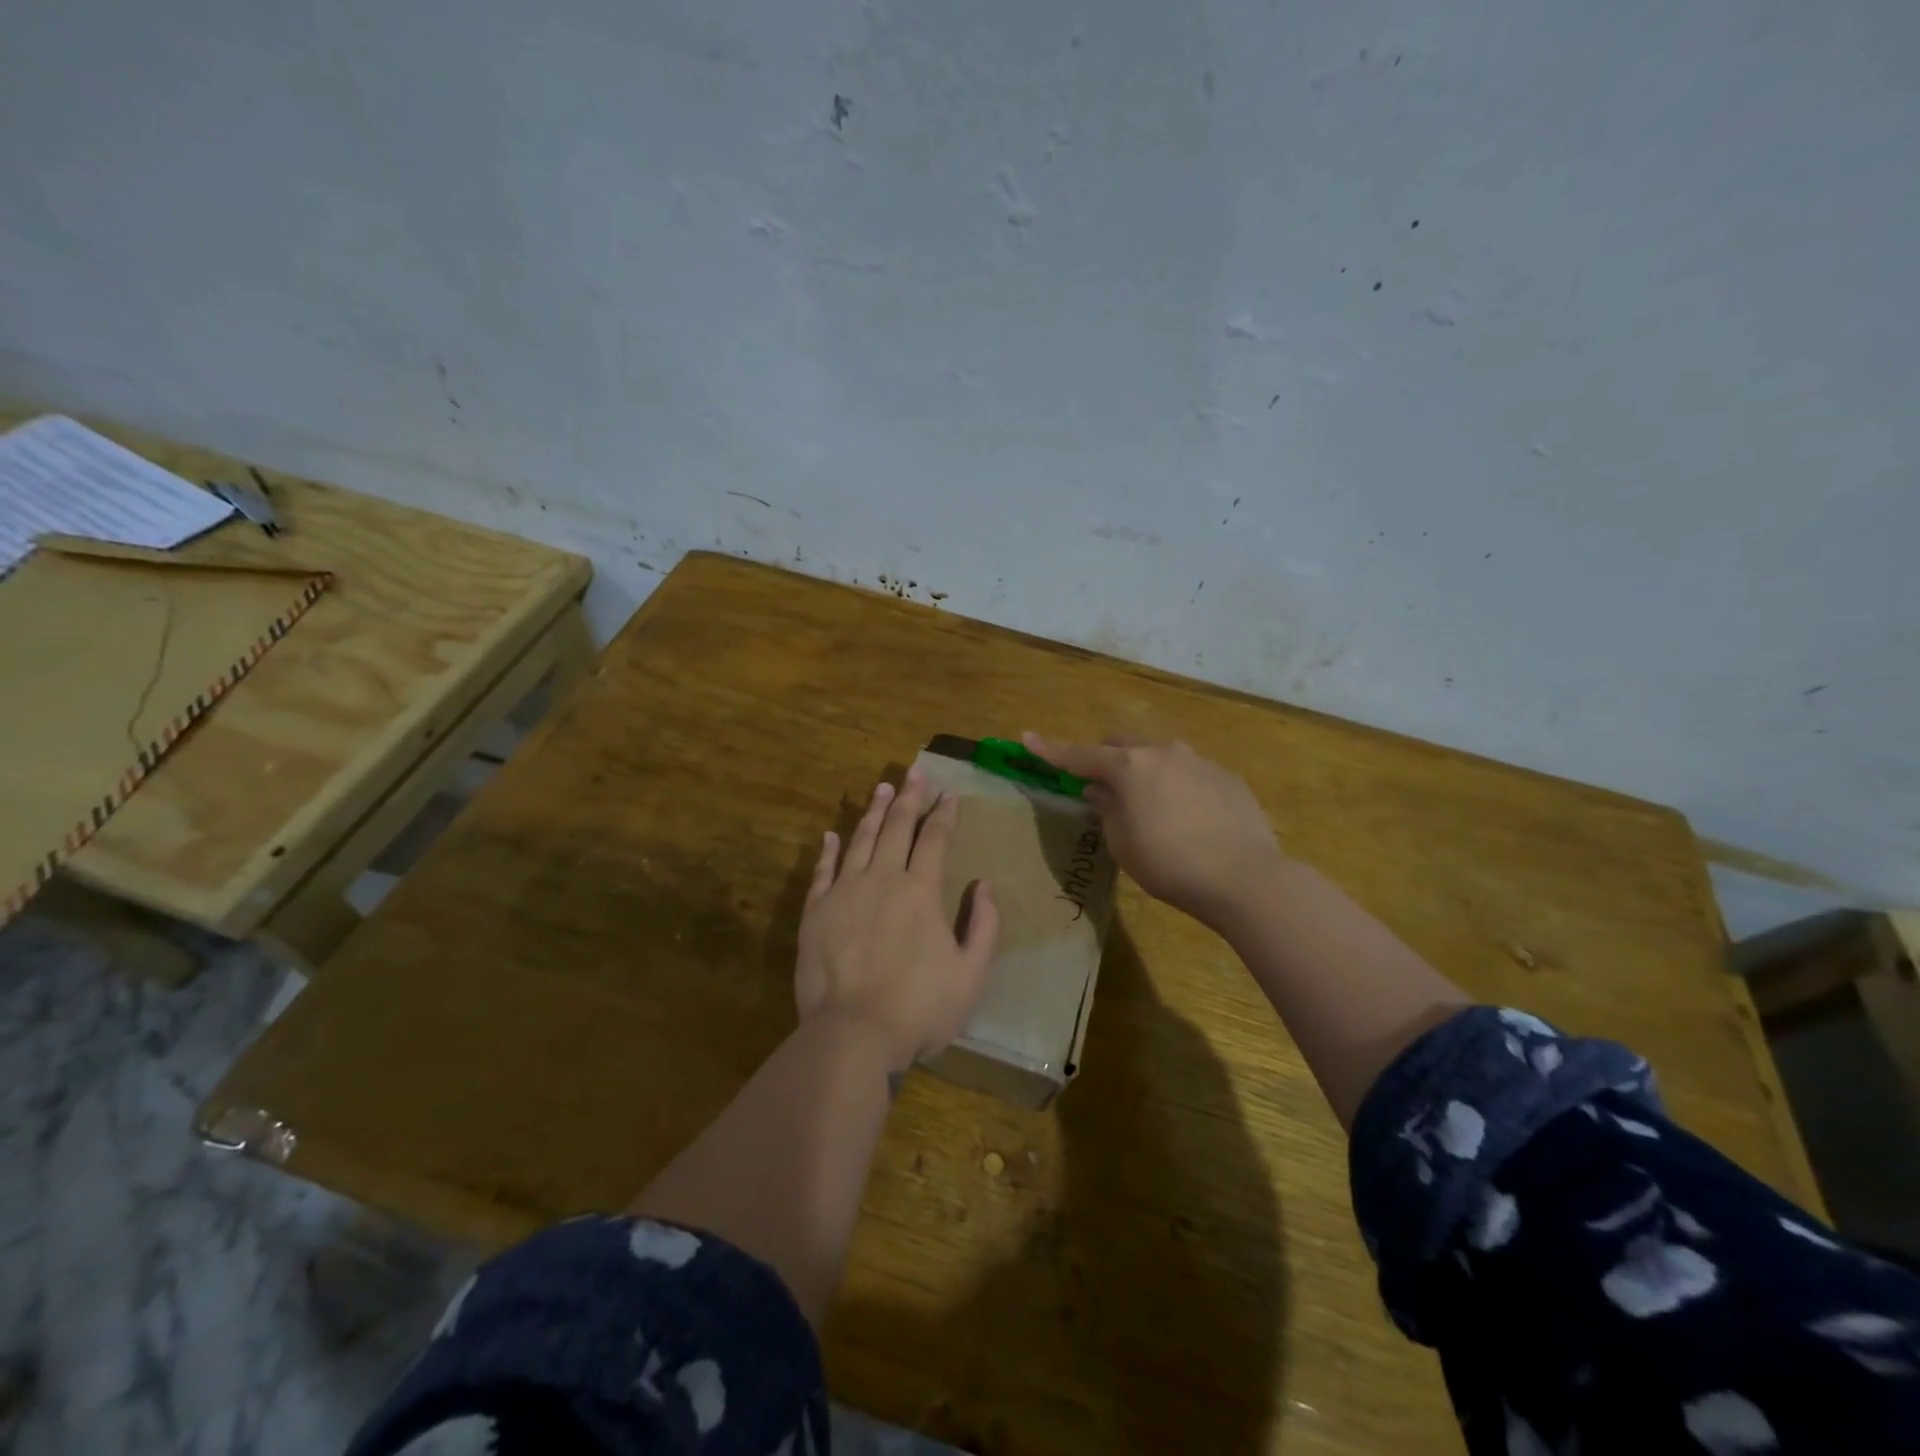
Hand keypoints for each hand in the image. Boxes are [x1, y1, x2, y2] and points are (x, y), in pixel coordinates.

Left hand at [795, 771, 999, 1069]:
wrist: (853, 1033)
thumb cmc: (920, 1007)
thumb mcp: (971, 973)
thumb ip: (983, 925)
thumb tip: (984, 885)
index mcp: (921, 890)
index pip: (935, 838)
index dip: (944, 813)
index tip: (949, 792)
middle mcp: (883, 878)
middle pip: (896, 827)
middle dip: (909, 798)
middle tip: (915, 772)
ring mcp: (844, 892)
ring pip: (861, 839)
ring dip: (873, 811)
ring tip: (881, 787)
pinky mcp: (815, 911)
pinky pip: (823, 870)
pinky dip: (829, 849)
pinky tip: (832, 834)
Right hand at [1021, 732, 1284, 926]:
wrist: (1245, 877)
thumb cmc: (1170, 864)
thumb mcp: (1123, 844)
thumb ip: (1107, 810)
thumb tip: (1098, 791)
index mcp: (1130, 766)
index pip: (1080, 755)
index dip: (1051, 750)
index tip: (1027, 738)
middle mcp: (1164, 752)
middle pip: (1123, 745)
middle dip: (1106, 760)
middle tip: (1101, 787)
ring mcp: (1200, 761)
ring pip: (1160, 756)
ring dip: (1145, 772)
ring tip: (1150, 807)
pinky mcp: (1227, 778)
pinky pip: (1190, 773)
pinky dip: (1177, 786)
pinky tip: (1188, 819)